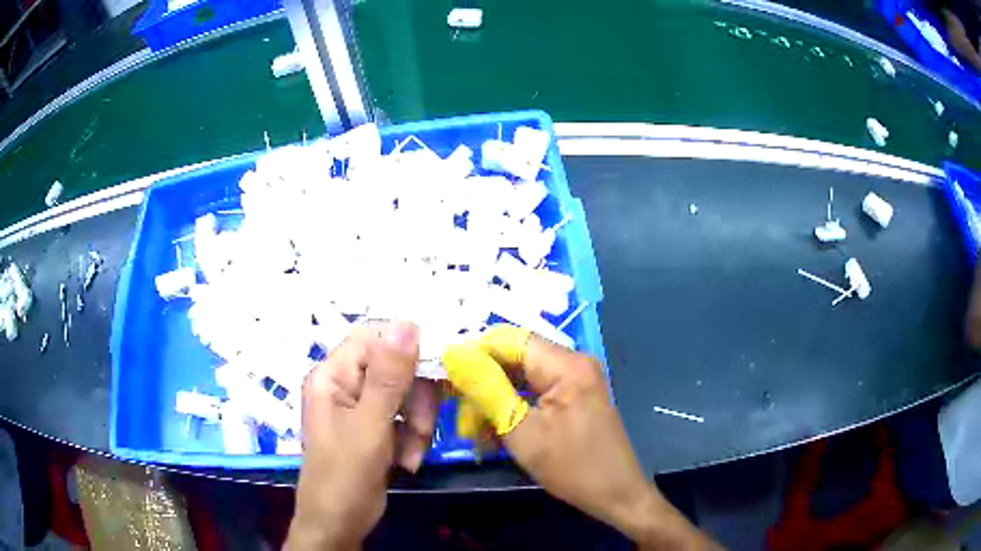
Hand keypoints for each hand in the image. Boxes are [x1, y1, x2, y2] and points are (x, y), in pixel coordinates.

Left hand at [285, 322, 435, 549]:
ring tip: (411, 455)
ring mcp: (361, 407)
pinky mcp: (375, 428)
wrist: (339, 524)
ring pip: (406, 395)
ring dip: (418, 424)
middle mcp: (345, 384)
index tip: (436, 368)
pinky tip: (406, 462)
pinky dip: (413, 438)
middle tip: (420, 429)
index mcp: (332, 375)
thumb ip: (388, 377)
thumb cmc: (345, 476)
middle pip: (395, 367)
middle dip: (415, 400)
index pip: (373, 338)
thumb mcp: (369, 426)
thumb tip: (407, 322)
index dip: (405, 348)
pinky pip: (405, 418)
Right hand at [444, 325, 718, 549]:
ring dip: (495, 400)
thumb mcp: (521, 432)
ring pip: (521, 378)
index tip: (445, 376)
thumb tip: (455, 355)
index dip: (474, 352)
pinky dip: (513, 409)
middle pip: (515, 358)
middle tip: (457, 412)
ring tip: (474, 430)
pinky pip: (535, 393)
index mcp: (566, 364)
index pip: (509, 339)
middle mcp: (573, 362)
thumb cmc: (572, 467)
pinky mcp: (574, 397)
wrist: (617, 495)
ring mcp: (575, 380)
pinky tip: (496, 432)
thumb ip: (486, 389)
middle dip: (483, 383)